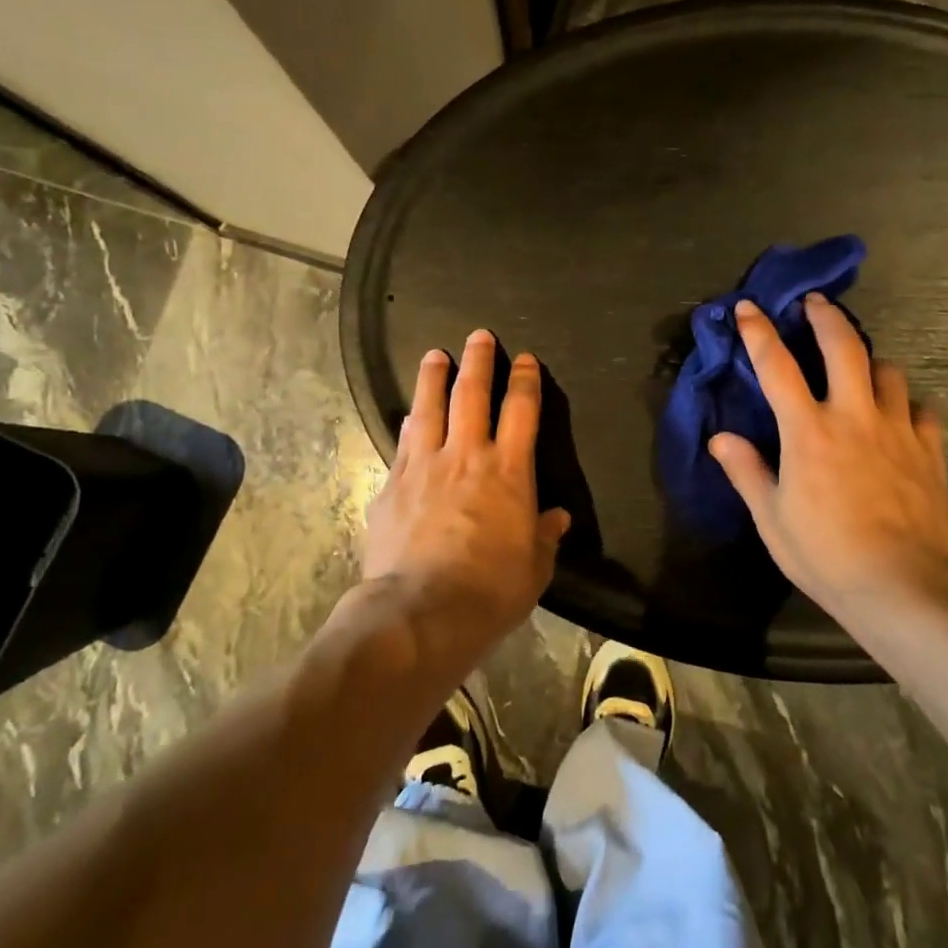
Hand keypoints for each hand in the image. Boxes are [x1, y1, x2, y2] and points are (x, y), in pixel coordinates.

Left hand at [363, 329, 569, 646]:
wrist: (421, 612)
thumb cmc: (491, 589)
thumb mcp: (534, 567)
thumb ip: (544, 535)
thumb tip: (556, 518)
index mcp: (509, 471)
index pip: (521, 411)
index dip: (525, 381)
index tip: (525, 359)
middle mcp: (466, 456)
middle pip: (472, 395)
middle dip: (478, 361)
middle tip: (478, 336)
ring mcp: (423, 467)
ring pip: (428, 409)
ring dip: (433, 378)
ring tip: (434, 355)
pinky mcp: (391, 487)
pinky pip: (402, 445)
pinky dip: (408, 425)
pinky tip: (407, 418)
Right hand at [709, 295, 947, 624]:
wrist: (901, 585)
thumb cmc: (825, 553)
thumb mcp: (772, 518)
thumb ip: (747, 471)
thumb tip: (720, 437)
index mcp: (808, 431)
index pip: (776, 366)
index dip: (759, 332)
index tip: (749, 307)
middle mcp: (853, 416)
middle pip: (843, 346)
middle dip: (827, 316)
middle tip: (817, 301)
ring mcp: (897, 430)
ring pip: (888, 371)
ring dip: (870, 360)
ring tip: (861, 366)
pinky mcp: (929, 451)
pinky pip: (921, 410)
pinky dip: (907, 404)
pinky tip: (900, 415)